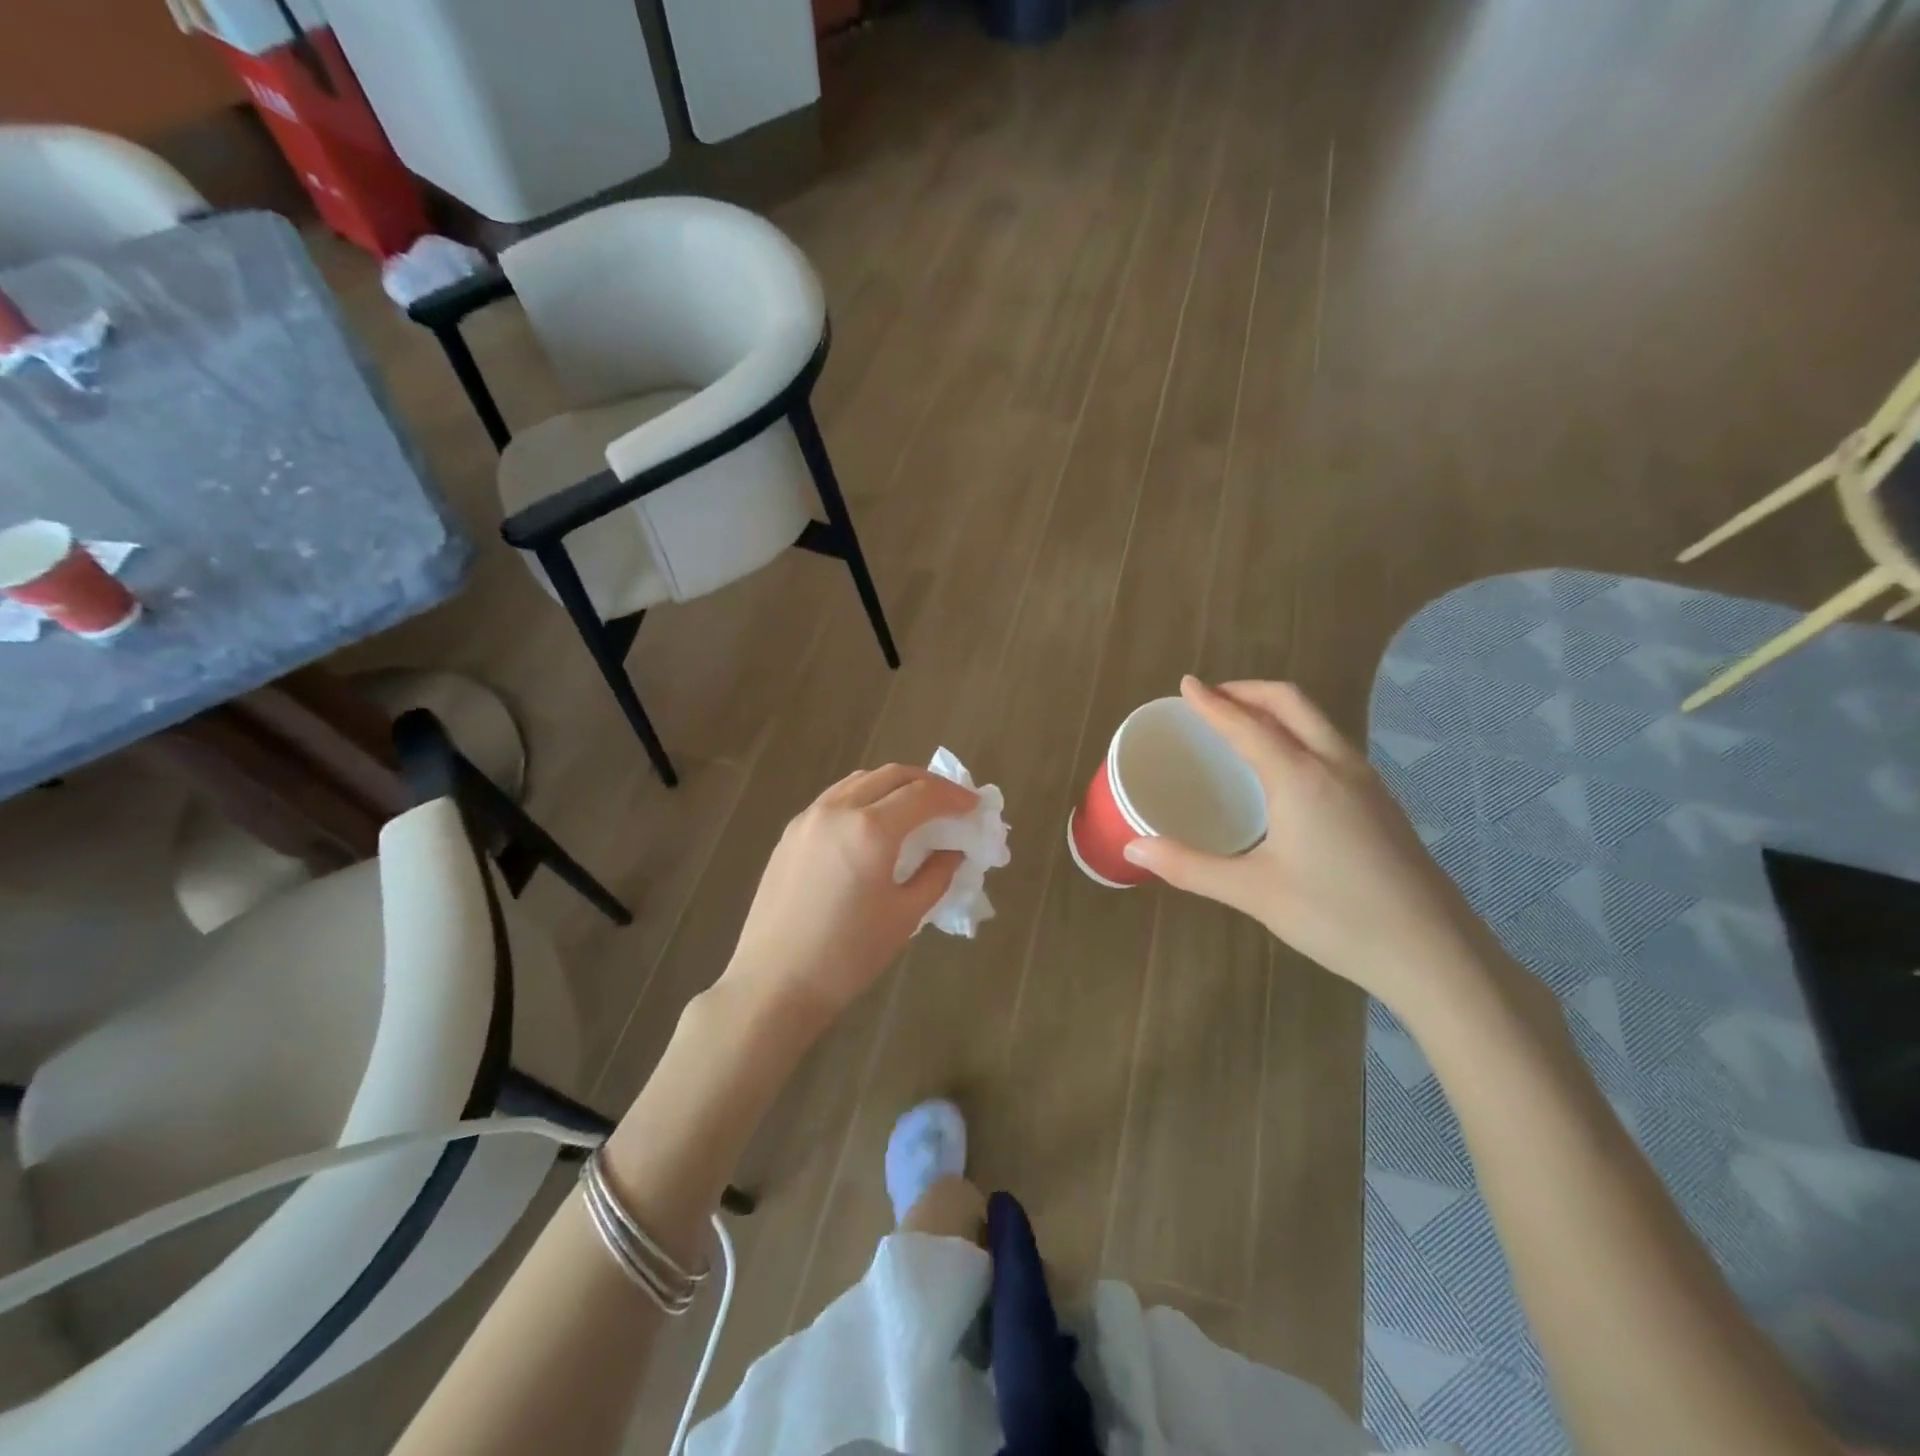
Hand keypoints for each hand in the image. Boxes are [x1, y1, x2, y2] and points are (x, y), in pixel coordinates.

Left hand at [720, 765, 975, 1027]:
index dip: (954, 796)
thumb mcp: (905, 916)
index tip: (974, 807)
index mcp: (870, 830)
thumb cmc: (847, 955)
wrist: (774, 983)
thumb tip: (953, 850)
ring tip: (916, 807)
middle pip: (892, 775)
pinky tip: (874, 822)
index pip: (922, 794)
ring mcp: (809, 817)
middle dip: (927, 783)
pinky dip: (865, 797)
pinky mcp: (791, 832)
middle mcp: (838, 809)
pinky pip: (836, 797)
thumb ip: (936, 874)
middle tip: (950, 802)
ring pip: (861, 781)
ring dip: (894, 785)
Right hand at [1123, 677, 1500, 1011]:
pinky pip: (1332, 745)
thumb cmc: (1336, 918)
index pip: (1246, 724)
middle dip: (1248, 690)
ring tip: (1243, 725)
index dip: (1212, 703)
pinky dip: (1298, 733)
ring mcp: (1367, 781)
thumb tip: (1133, 850)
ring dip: (1276, 709)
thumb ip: (1189, 866)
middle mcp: (1336, 765)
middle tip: (1212, 697)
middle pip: (1291, 702)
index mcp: (1300, 777)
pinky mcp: (1381, 802)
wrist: (1434, 954)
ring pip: (1317, 721)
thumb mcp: (1253, 893)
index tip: (1186, 684)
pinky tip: (1286, 769)